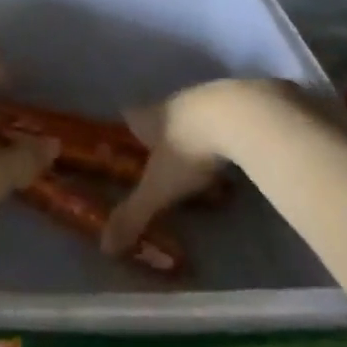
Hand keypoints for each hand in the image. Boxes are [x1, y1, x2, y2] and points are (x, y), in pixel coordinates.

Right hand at [102, 78, 307, 258]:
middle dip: (162, 134)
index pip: (130, 116)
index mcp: (151, 117)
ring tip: (202, 160)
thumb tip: (105, 247)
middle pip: (163, 114)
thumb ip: (134, 215)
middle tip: (165, 158)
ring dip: (196, 133)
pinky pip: (228, 118)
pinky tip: (235, 152)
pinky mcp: (241, 102)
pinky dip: (227, 134)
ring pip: (196, 115)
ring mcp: (210, 99)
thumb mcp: (159, 188)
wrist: (241, 116)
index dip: (127, 127)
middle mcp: (176, 102)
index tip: (125, 140)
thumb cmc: (190, 149)